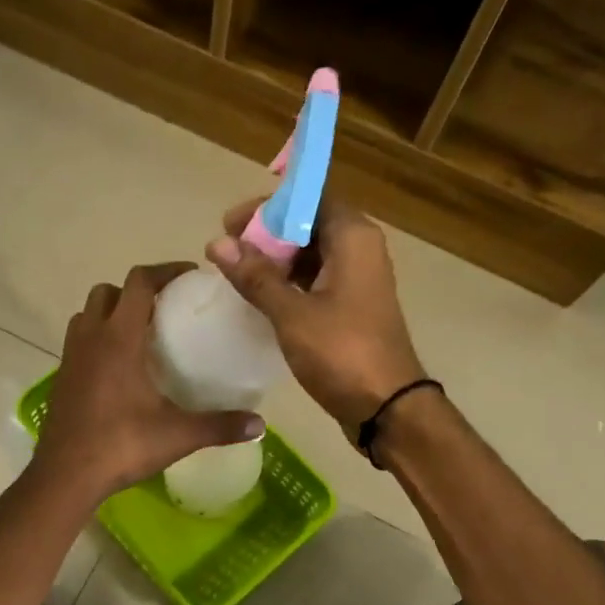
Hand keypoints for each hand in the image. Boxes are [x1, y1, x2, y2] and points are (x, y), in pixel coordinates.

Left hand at [36, 263, 265, 502]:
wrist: (66, 475)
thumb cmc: (121, 445)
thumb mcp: (177, 436)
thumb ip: (220, 426)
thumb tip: (261, 426)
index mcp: (119, 339)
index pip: (139, 283)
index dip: (165, 271)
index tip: (190, 277)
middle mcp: (91, 338)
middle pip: (108, 292)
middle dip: (135, 291)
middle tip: (164, 309)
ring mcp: (70, 357)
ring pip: (87, 314)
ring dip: (111, 313)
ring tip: (139, 335)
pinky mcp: (61, 378)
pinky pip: (79, 341)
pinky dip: (97, 340)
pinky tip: (119, 369)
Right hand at [207, 198, 425, 432]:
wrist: (386, 407)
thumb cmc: (342, 354)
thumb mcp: (292, 314)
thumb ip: (255, 277)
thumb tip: (218, 244)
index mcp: (352, 237)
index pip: (308, 197)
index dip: (268, 206)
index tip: (231, 224)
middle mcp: (360, 249)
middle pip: (308, 223)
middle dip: (267, 233)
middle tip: (228, 251)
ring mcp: (358, 280)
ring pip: (311, 254)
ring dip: (275, 260)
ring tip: (237, 274)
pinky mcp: (352, 307)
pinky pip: (316, 281)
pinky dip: (289, 284)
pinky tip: (260, 298)